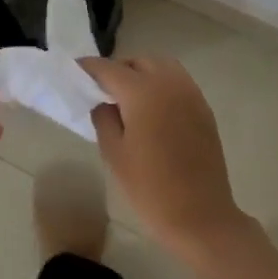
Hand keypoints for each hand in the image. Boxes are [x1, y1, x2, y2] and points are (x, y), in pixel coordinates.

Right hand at [77, 55, 249, 259]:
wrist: (201, 217)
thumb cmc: (151, 188)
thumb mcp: (114, 154)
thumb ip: (104, 118)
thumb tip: (103, 102)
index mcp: (143, 92)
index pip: (109, 69)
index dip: (89, 67)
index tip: (75, 70)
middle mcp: (168, 83)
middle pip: (137, 61)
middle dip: (117, 69)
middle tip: (101, 89)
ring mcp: (190, 93)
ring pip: (161, 65)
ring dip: (141, 72)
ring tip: (127, 95)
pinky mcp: (203, 108)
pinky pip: (177, 81)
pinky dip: (161, 83)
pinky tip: (152, 107)